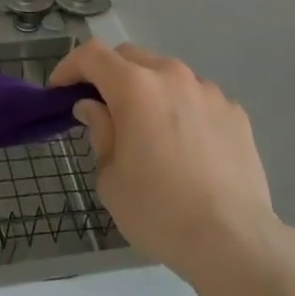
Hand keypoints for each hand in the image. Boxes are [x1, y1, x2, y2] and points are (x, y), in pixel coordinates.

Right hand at [52, 40, 281, 287]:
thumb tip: (94, 107)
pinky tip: (186, 146)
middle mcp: (173, 76)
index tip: (60, 91)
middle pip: (131, 57)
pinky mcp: (235, 112)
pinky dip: (182, 109)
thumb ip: (100, 132)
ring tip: (148, 129)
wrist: (233, 240)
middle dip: (109, 75)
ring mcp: (209, 91)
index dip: (70, 66)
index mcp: (136, 87)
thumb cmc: (159, 211)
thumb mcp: (111, 178)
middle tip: (101, 108)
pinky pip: (198, 98)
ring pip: (168, 75)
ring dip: (149, 91)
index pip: (92, 55)